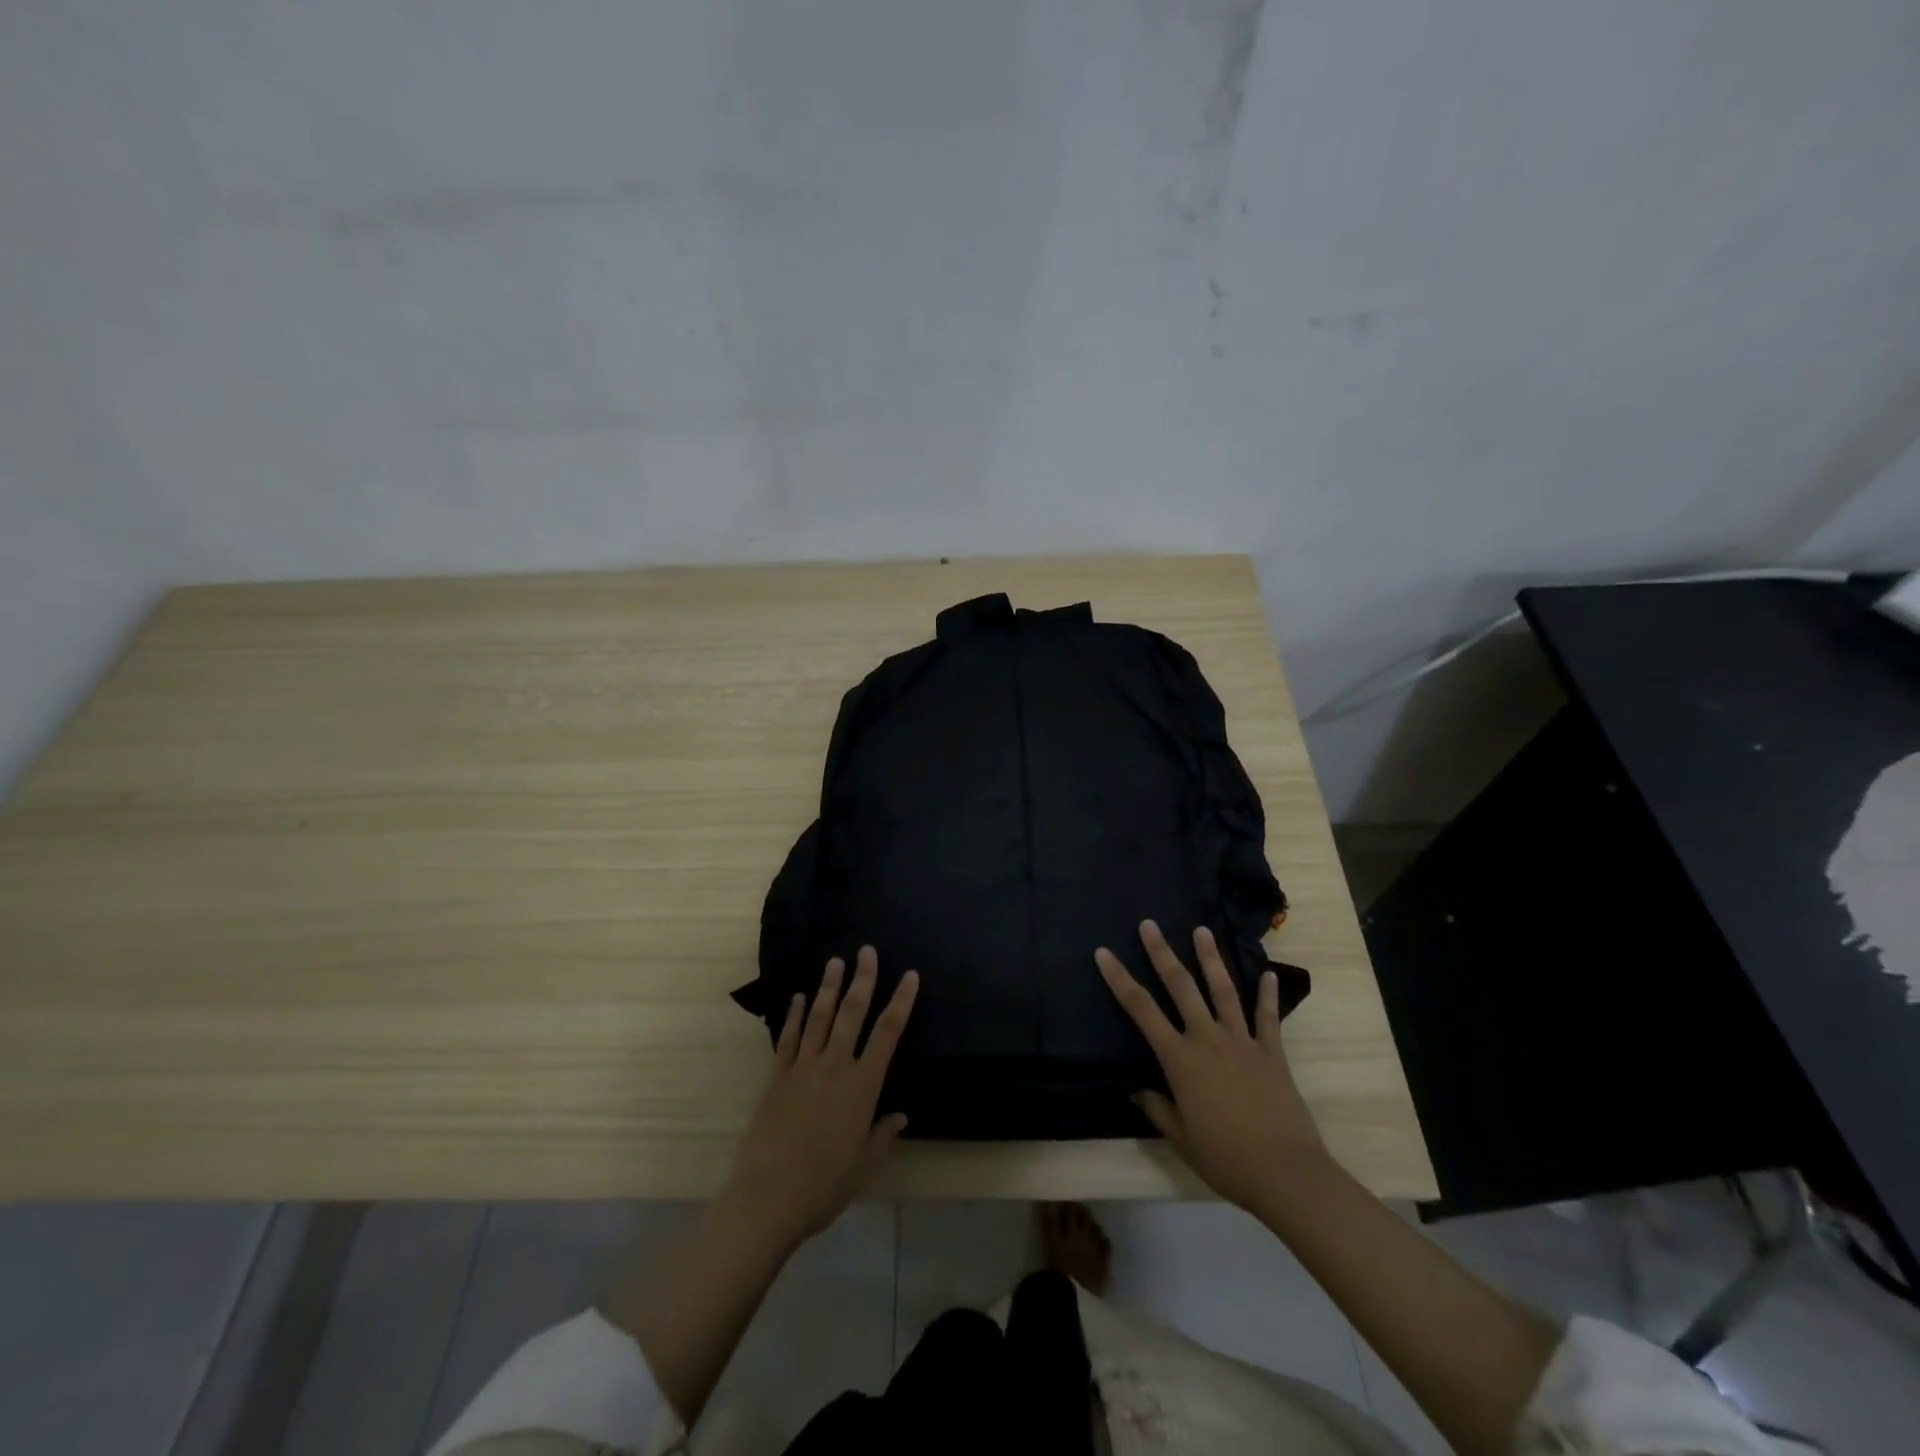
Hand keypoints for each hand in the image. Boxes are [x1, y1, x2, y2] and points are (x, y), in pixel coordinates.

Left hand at [721, 946, 918, 1247]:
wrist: (768, 1197)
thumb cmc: (824, 1185)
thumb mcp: (864, 1164)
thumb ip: (883, 1135)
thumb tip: (901, 1116)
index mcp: (863, 1086)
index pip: (888, 1033)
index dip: (900, 1001)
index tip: (909, 975)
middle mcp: (835, 1066)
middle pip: (853, 1013)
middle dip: (862, 979)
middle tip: (866, 951)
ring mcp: (803, 1068)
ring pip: (820, 1017)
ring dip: (829, 987)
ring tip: (835, 961)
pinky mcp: (777, 1077)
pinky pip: (789, 1038)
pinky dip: (795, 1015)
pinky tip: (799, 997)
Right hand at [1096, 920, 1328, 1213]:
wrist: (1285, 1173)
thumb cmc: (1226, 1159)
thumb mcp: (1181, 1138)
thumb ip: (1157, 1108)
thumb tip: (1136, 1089)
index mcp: (1180, 1059)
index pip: (1141, 1010)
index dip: (1119, 979)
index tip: (1104, 953)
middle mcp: (1208, 1039)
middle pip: (1181, 987)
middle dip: (1162, 953)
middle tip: (1149, 925)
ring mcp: (1242, 1042)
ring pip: (1223, 990)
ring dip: (1211, 959)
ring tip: (1201, 931)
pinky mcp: (1272, 1053)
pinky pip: (1268, 1017)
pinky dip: (1267, 995)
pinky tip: (1268, 974)